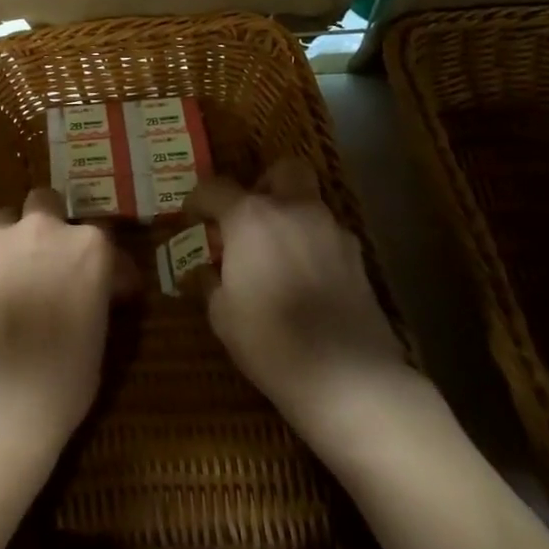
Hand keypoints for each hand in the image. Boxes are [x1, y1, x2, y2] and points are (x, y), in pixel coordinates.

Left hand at [0, 187, 129, 455]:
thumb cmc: (64, 378)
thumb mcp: (99, 333)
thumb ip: (96, 294)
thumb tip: (97, 288)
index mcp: (87, 248)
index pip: (104, 236)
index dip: (107, 262)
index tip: (109, 285)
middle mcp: (42, 231)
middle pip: (46, 203)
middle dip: (52, 223)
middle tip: (52, 260)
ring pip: (6, 221)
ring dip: (15, 240)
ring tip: (16, 275)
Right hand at [186, 160, 409, 434]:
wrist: (350, 377)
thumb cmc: (271, 341)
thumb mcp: (222, 314)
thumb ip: (210, 281)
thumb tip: (206, 269)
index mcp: (251, 218)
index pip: (214, 188)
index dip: (197, 202)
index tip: (191, 221)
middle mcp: (294, 210)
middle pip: (282, 171)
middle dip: (263, 185)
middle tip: (248, 220)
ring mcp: (332, 230)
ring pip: (308, 202)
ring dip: (289, 216)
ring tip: (274, 256)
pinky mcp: (358, 257)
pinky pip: (326, 234)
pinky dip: (311, 244)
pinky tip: (303, 279)